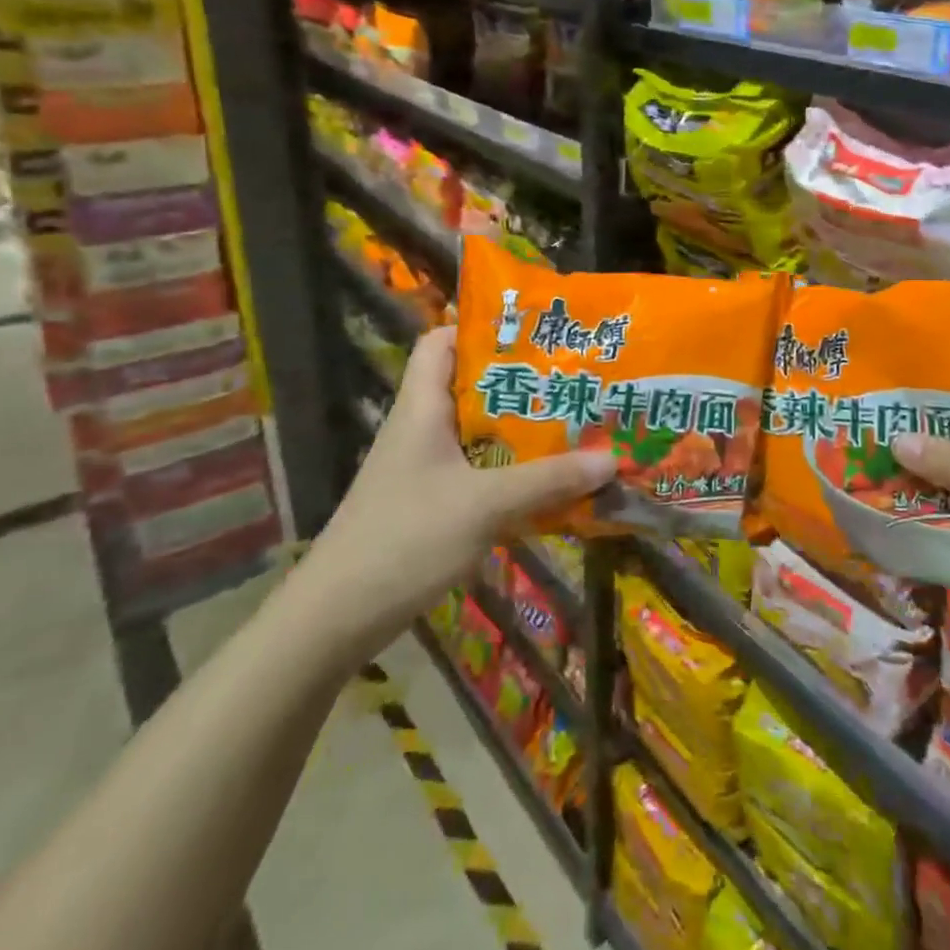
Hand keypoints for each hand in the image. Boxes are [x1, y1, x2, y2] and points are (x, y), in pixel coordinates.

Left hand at [294, 327, 612, 649]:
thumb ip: (547, 480)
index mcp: (421, 408)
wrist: (337, 619)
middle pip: (470, 387)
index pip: (440, 342)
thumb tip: (612, 458)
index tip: (533, 334)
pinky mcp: (429, 504)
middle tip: (572, 379)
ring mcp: (423, 469)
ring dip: (520, 431)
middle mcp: (421, 429)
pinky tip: (548, 482)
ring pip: (478, 433)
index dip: (480, 329)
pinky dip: (511, 472)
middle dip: (521, 383)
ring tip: (573, 424)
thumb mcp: (484, 505)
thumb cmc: (406, 539)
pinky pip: (478, 472)